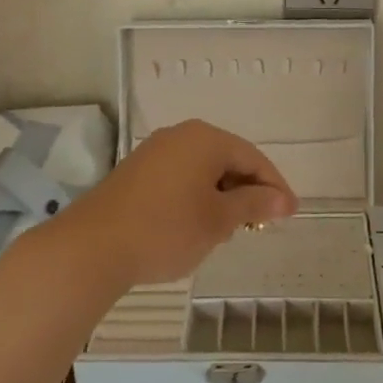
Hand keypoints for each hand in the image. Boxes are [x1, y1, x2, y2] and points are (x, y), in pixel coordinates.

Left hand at [61, 119, 298, 288]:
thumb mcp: (217, 220)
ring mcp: (155, 151)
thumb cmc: (166, 229)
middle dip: (247, 190)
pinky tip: (196, 224)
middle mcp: (181, 135)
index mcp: (205, 139)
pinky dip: (197, 196)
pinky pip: (181, 176)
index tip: (290, 214)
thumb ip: (253, 204)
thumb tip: (282, 199)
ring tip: (229, 229)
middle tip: (260, 224)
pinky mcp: (137, 171)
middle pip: (228, 158)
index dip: (275, 186)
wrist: (93, 247)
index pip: (253, 157)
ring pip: (203, 169)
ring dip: (222, 195)